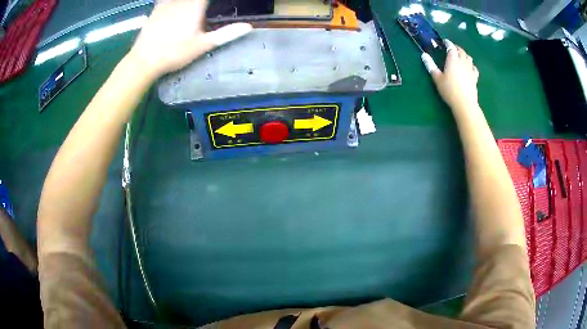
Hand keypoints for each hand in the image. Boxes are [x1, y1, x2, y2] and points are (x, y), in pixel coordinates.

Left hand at [128, 0, 251, 78]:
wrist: (144, 60)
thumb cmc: (174, 53)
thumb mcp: (202, 46)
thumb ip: (225, 34)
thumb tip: (248, 27)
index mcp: (195, 6)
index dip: (212, 0)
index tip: (216, 6)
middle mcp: (182, 1)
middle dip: (202, 1)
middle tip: (204, 8)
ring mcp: (167, 3)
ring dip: (190, 2)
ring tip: (192, 7)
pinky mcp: (156, 8)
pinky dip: (173, 1)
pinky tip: (176, 5)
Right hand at [421, 40, 479, 110]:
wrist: (465, 103)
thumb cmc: (449, 90)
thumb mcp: (437, 78)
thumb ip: (431, 66)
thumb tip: (424, 55)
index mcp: (452, 60)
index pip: (451, 47)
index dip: (448, 43)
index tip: (444, 41)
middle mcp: (462, 62)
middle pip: (461, 51)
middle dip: (456, 47)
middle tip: (452, 48)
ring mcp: (470, 69)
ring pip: (468, 57)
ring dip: (464, 54)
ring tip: (460, 56)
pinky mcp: (475, 78)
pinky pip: (474, 67)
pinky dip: (471, 64)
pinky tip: (469, 67)